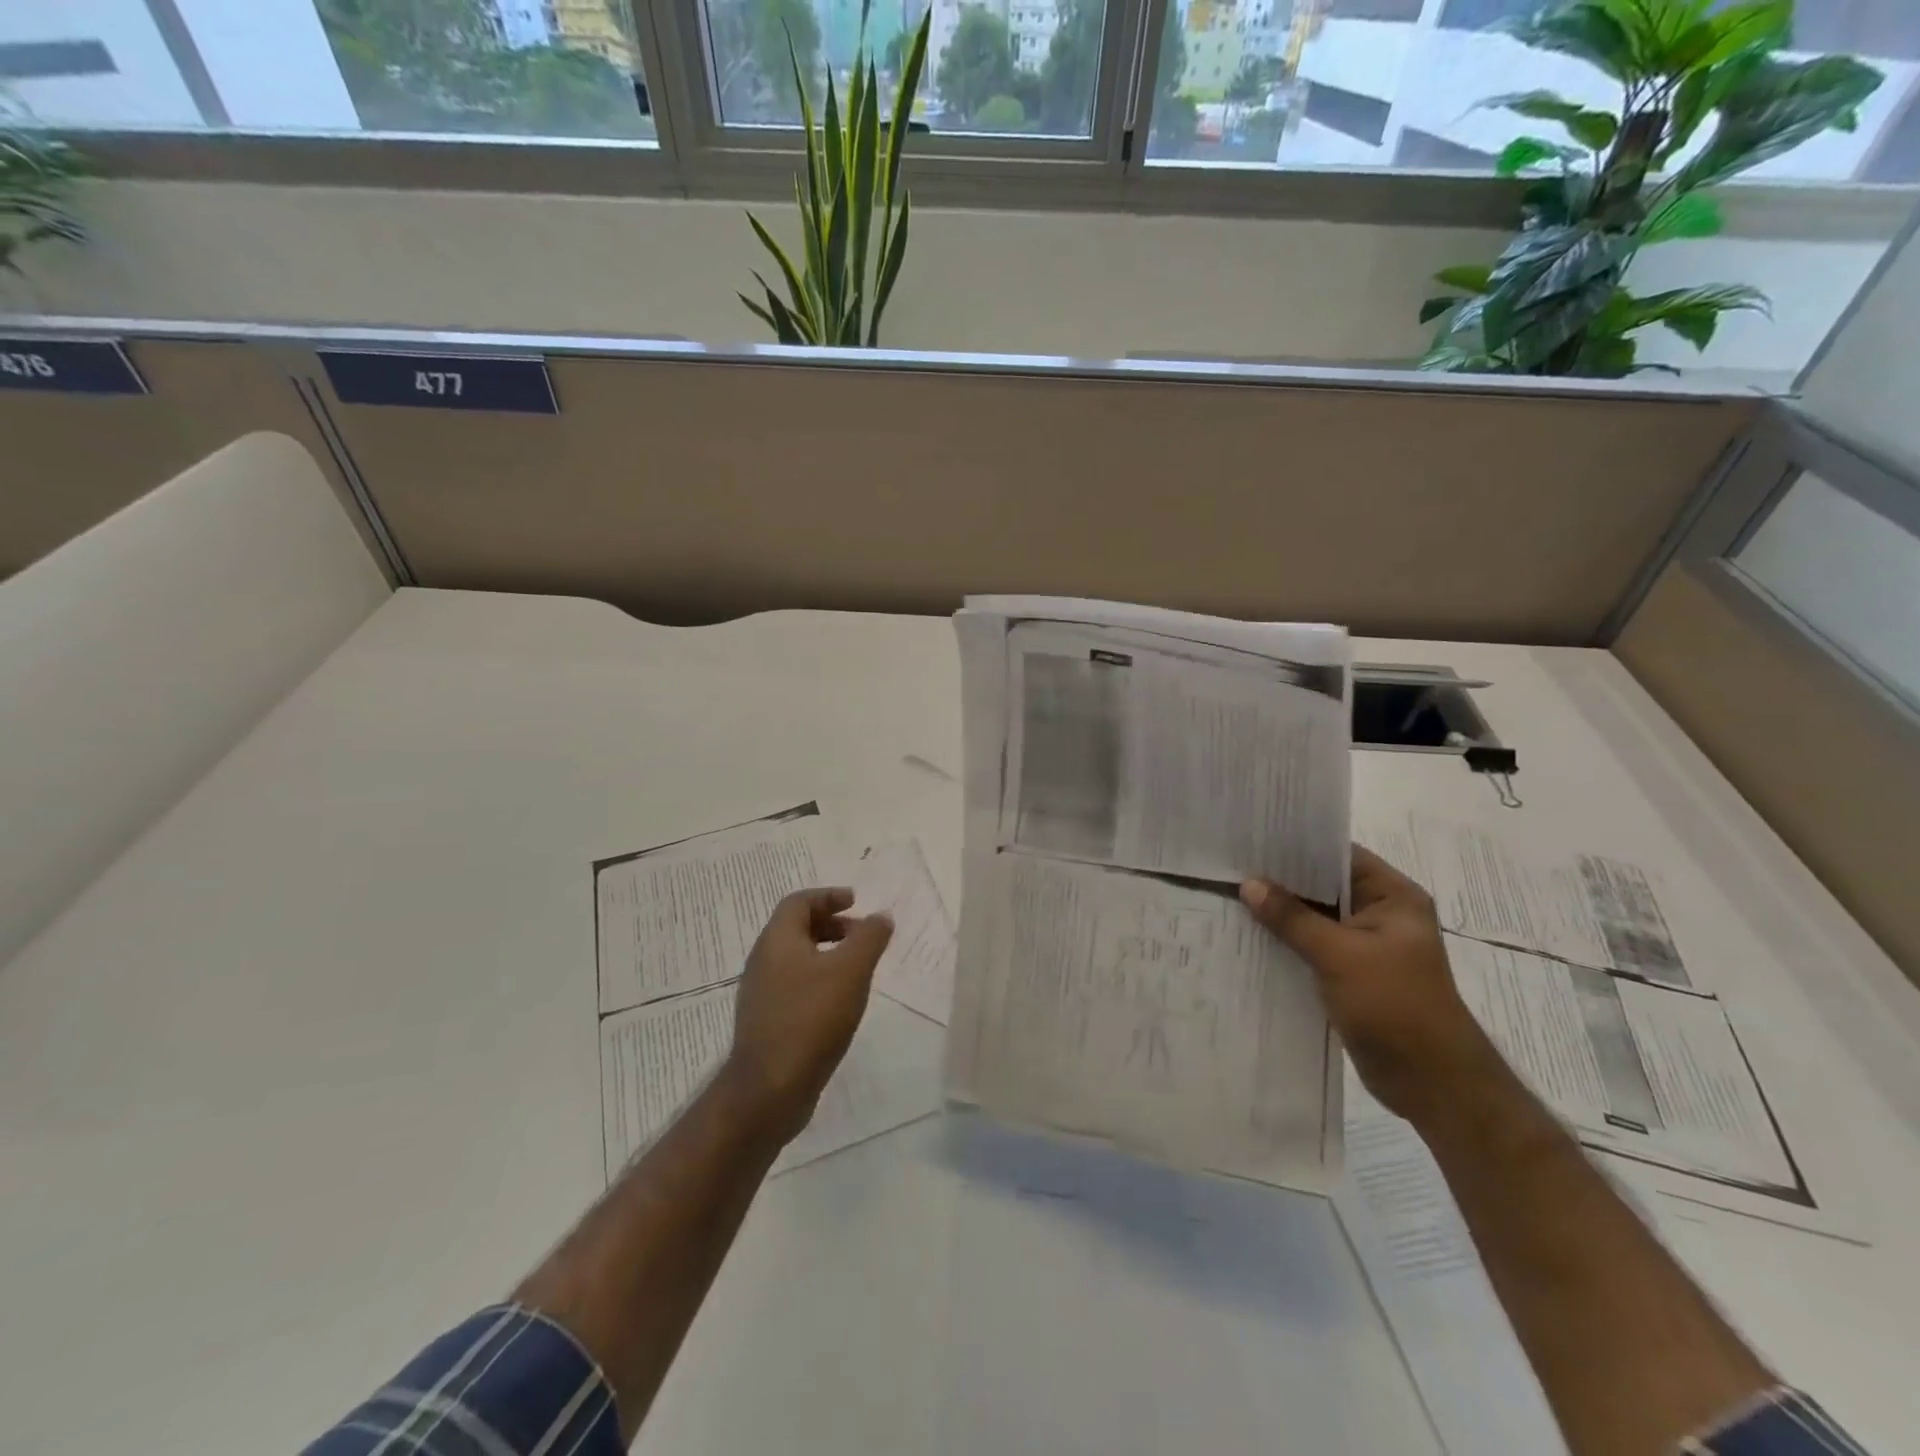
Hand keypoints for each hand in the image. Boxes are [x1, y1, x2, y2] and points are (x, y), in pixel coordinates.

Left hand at [722, 887, 892, 1144]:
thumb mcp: (850, 971)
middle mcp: (763, 961)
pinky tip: (840, 1002)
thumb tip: (881, 916)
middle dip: (831, 924)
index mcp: (777, 940)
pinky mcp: (767, 1022)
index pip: (799, 902)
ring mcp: (762, 994)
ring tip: (857, 969)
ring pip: (796, 959)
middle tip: (862, 935)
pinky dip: (819, 980)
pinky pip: (794, 986)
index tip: (856, 902)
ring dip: (827, 954)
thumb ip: (869, 938)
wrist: (769, 1090)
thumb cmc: (811, 1019)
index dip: (828, 896)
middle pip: (796, 928)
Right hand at [1240, 845, 1501, 1125]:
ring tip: (1231, 894)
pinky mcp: (1352, 974)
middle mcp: (1381, 914)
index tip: (1253, 837)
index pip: (1340, 855)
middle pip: (1324, 886)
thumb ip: (1292, 918)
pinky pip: (1313, 946)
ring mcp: (1366, 946)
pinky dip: (1287, 941)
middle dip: (1282, 879)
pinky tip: (1249, 935)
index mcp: (1393, 897)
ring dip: (1281, 913)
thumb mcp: (1339, 955)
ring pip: (1315, 918)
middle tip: (1232, 863)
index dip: (1298, 845)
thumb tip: (1249, 884)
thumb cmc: (1394, 1005)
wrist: (1431, 1082)